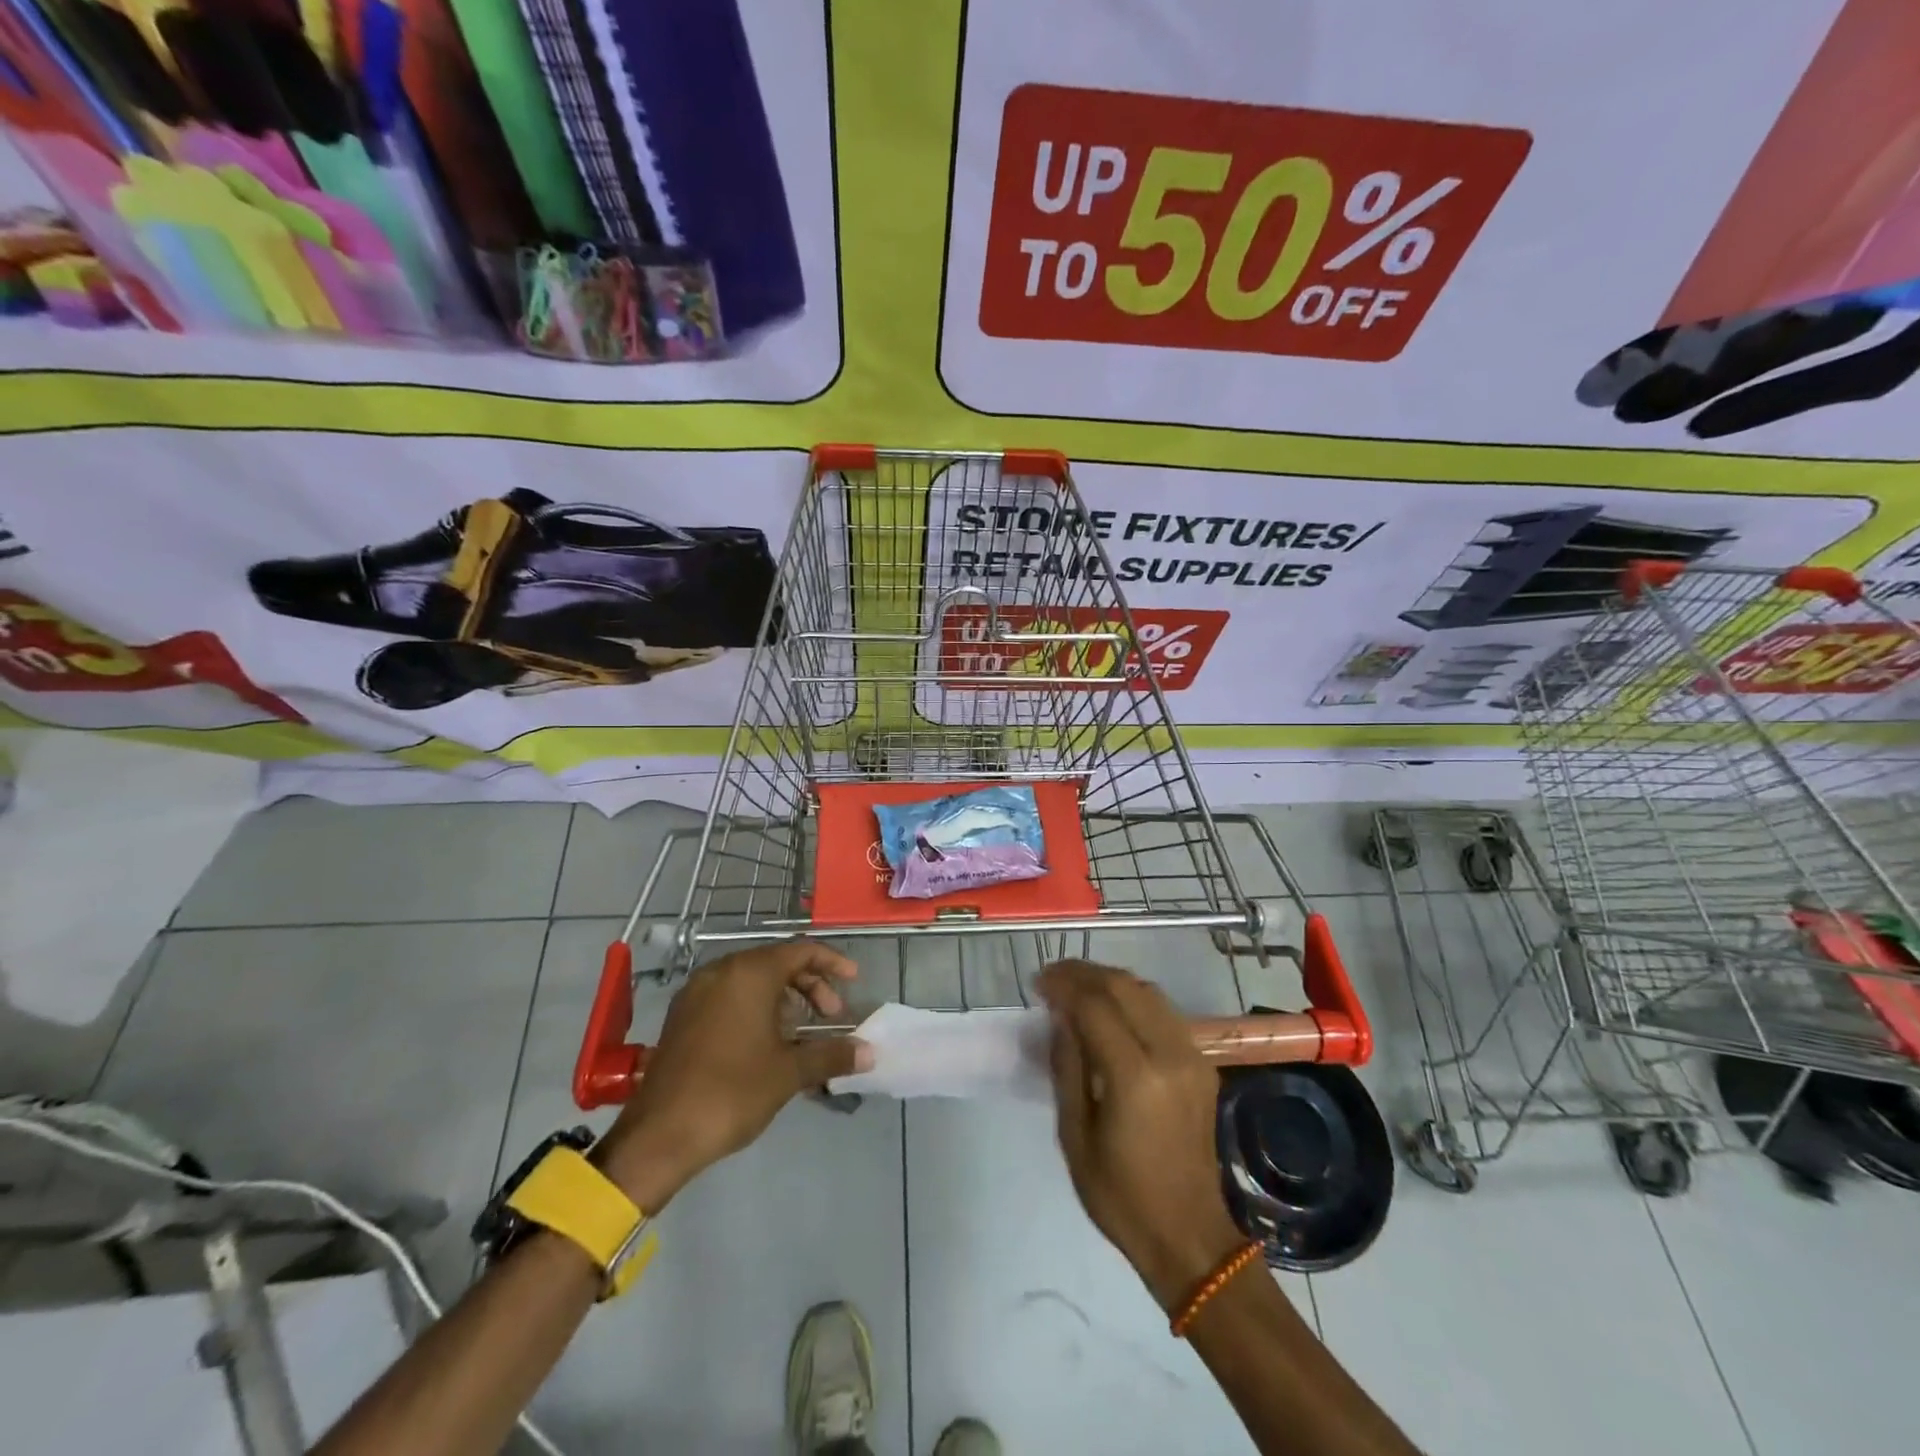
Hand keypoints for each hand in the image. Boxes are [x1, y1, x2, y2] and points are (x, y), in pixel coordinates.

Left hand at [593, 941, 870, 1210]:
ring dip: (783, 998)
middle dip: (810, 984)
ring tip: (799, 1033)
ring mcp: (697, 992)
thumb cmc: (732, 1092)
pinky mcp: (682, 1016)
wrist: (659, 1135)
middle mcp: (722, 971)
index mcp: (750, 973)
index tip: (854, 981)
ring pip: (751, 979)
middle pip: (777, 962)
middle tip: (831, 1016)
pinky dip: (755, 1007)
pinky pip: (729, 995)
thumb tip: (870, 1053)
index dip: (832, 962)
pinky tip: (765, 1043)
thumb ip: (832, 1054)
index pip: (802, 950)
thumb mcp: (789, 1072)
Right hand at [1038, 960, 1244, 1310]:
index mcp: (1135, 1077)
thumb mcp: (1074, 1135)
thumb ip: (1066, 1066)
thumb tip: (1060, 1016)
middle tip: (1053, 978)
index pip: (1095, 1005)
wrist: (1189, 1236)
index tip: (1038, 983)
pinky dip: (1132, 996)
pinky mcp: (1201, 1062)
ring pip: (1147, 990)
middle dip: (1084, 973)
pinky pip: (1163, 1010)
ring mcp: (1191, 1055)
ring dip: (1109, 980)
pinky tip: (1109, 1006)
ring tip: (1077, 986)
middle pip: (1124, 987)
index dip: (1063, 985)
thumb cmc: (1120, 1196)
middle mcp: (1169, 1054)